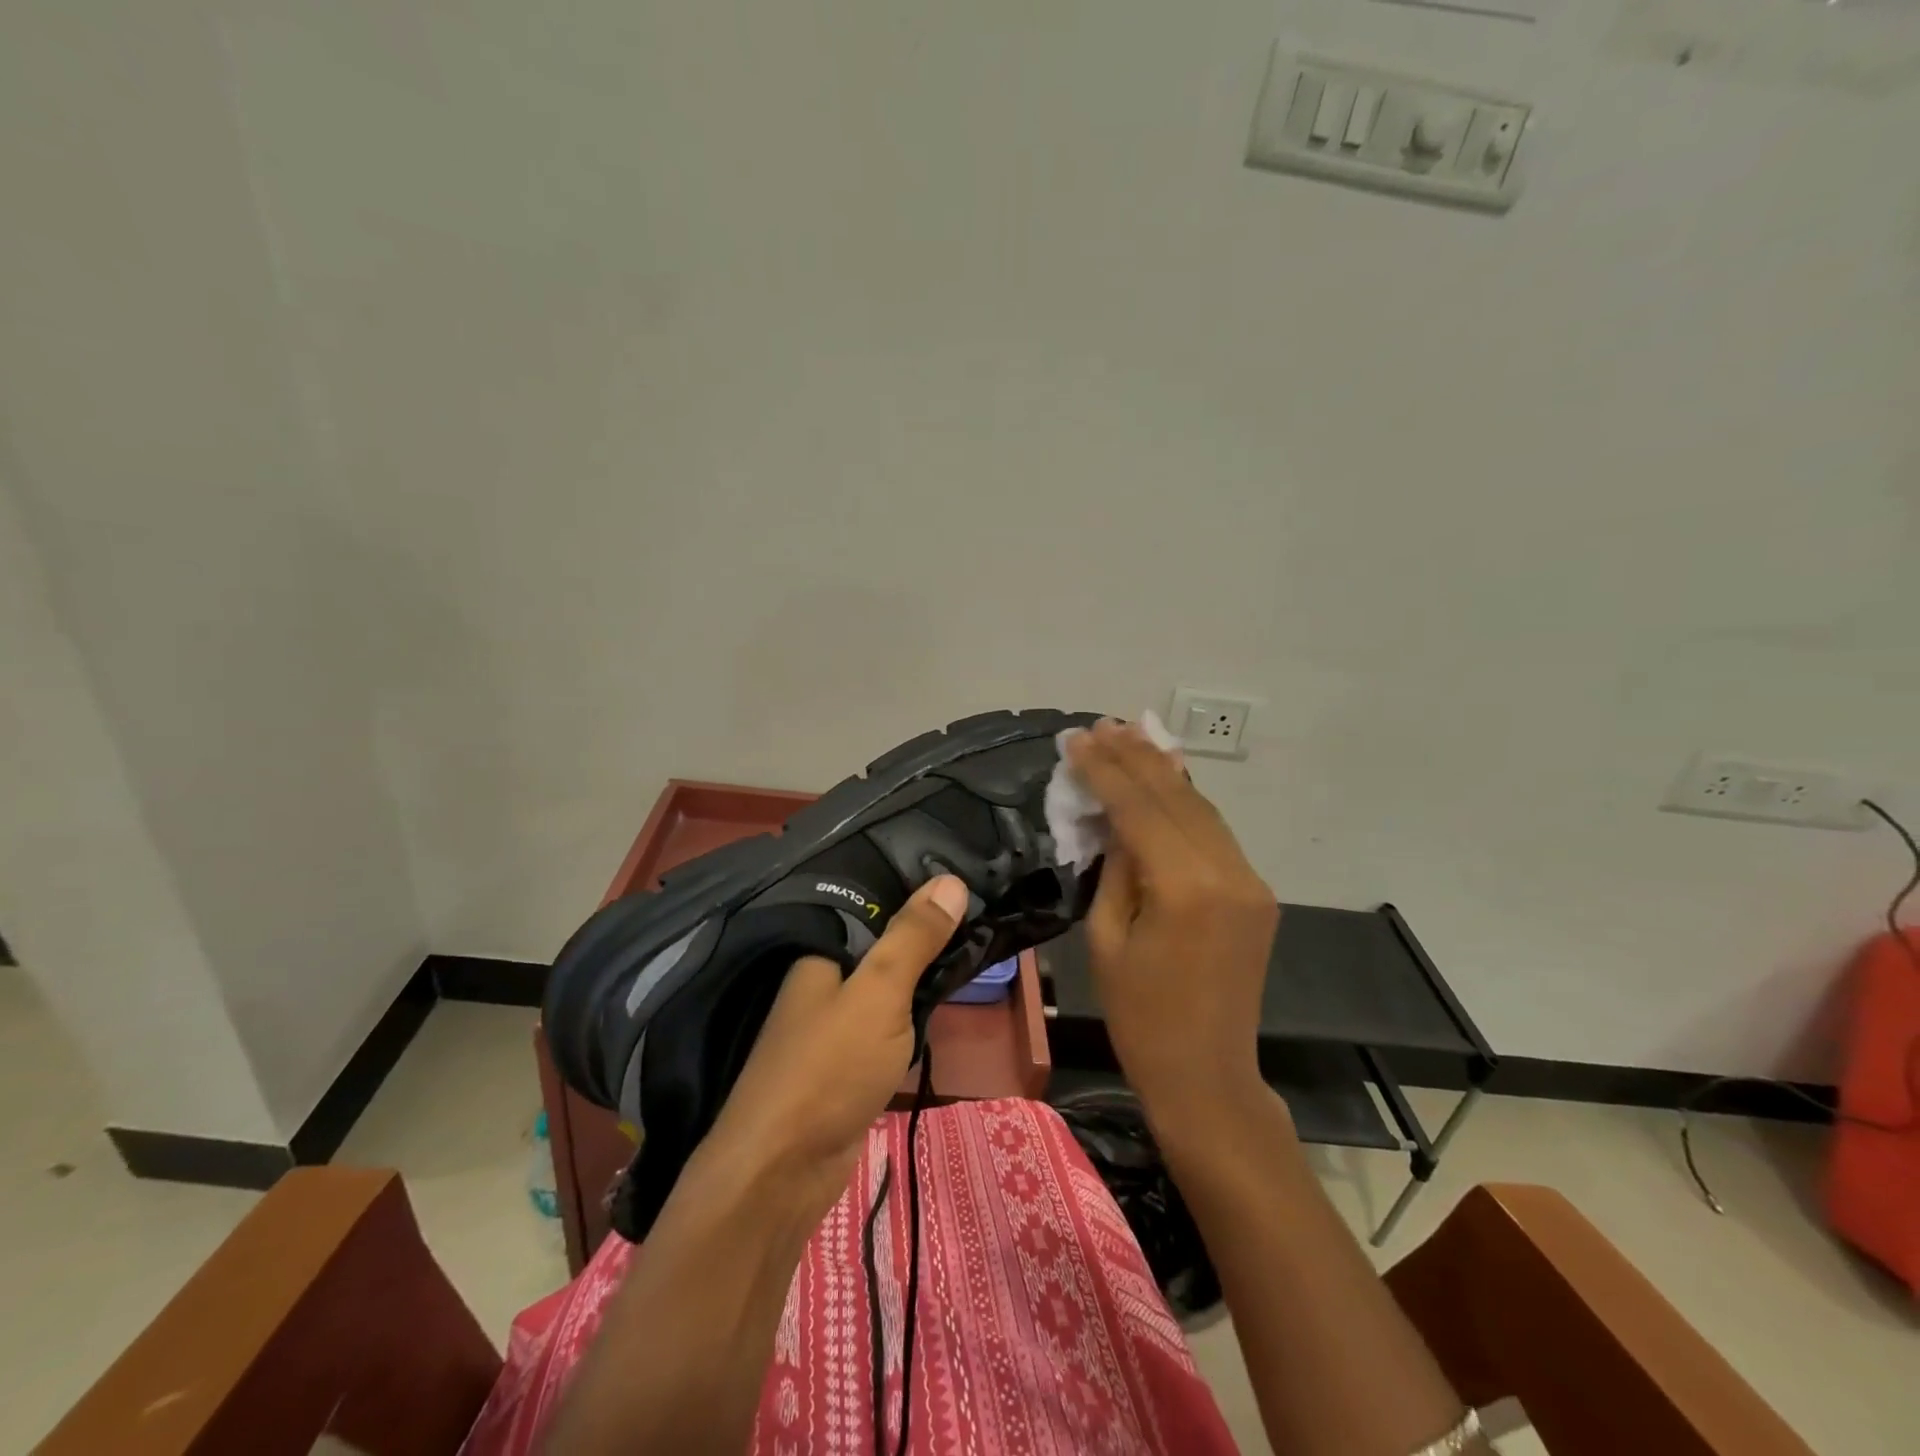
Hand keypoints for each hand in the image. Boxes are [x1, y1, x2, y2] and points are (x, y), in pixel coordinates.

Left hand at [697, 874, 969, 1222]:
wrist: (781, 1174)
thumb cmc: (829, 1068)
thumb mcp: (879, 992)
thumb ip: (913, 938)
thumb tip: (952, 879)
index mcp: (819, 953)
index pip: (873, 907)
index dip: (916, 895)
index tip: (966, 881)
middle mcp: (821, 982)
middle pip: (881, 948)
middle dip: (925, 937)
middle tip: (983, 915)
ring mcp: (832, 1026)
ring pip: (887, 989)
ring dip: (921, 978)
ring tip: (974, 947)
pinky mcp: (846, 1065)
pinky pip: (886, 1025)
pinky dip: (911, 1016)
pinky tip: (941, 1004)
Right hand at [1065, 720, 1279, 1121]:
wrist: (1207, 1074)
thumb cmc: (1140, 1016)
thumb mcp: (1106, 938)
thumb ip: (1115, 868)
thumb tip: (1114, 819)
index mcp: (1185, 889)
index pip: (1140, 809)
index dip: (1105, 770)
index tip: (1076, 739)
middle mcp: (1227, 873)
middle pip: (1176, 797)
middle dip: (1134, 757)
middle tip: (1100, 725)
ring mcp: (1250, 880)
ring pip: (1201, 807)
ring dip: (1163, 770)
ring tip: (1128, 736)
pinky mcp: (1255, 891)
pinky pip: (1214, 832)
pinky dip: (1185, 801)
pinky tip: (1164, 776)